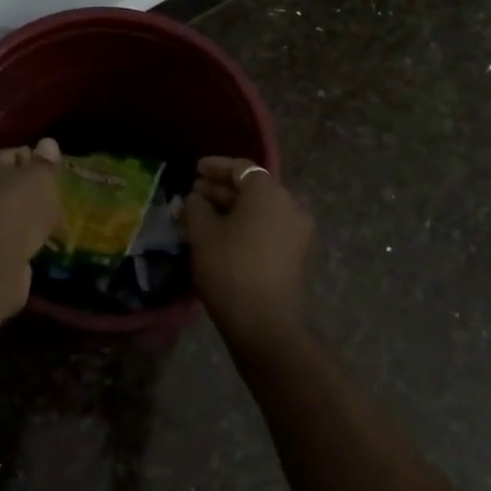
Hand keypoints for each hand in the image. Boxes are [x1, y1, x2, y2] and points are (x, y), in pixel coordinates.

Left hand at [0, 139, 62, 315]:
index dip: (36, 162)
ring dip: (29, 221)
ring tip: (54, 227)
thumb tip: (47, 143)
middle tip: (58, 201)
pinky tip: (42, 247)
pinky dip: (24, 244)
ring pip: (10, 216)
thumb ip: (45, 162)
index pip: (12, 155)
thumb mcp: (40, 177)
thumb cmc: (18, 207)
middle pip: (9, 187)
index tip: (56, 175)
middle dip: (32, 194)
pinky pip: (11, 241)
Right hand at [180, 157, 312, 355]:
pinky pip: (267, 227)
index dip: (215, 166)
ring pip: (259, 209)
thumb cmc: (230, 268)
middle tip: (194, 194)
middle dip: (221, 189)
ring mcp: (296, 231)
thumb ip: (196, 207)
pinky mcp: (295, 254)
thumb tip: (196, 199)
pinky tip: (220, 235)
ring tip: (201, 215)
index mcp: (268, 192)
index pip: (241, 168)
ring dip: (231, 209)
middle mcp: (289, 205)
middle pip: (252, 188)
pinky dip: (245, 225)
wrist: (264, 324)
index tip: (194, 170)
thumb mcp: (202, 234)